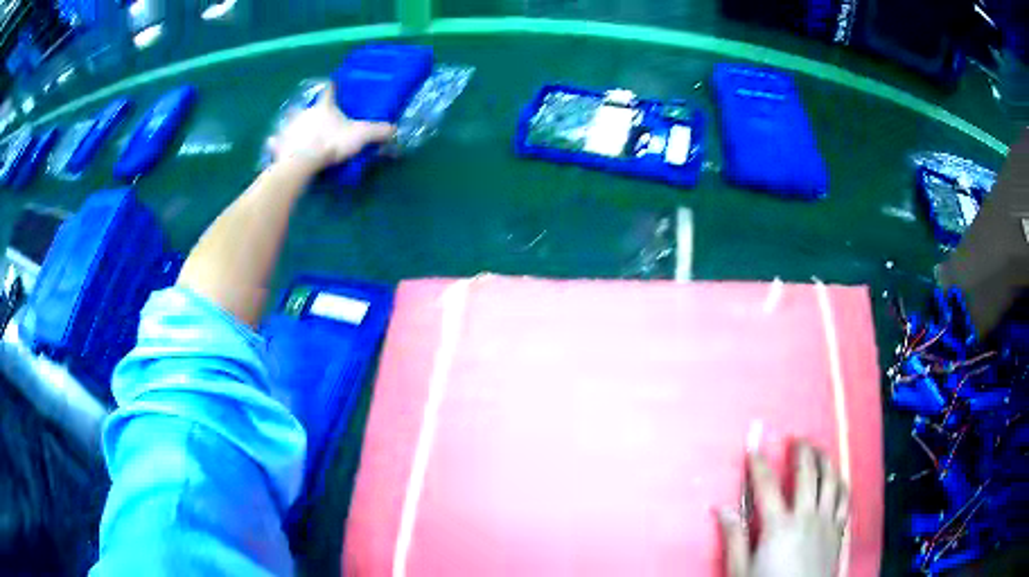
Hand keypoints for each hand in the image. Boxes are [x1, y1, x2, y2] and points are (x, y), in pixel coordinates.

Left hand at [268, 82, 395, 174]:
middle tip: (315, 117)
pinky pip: (275, 141)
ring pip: (290, 121)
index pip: (328, 91)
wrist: (302, 161)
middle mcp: (304, 112)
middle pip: (307, 106)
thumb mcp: (360, 136)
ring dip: (292, 124)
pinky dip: (276, 142)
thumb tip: (395, 129)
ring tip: (296, 131)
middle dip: (311, 110)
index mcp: (324, 107)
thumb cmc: (331, 143)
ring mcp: (289, 128)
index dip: (331, 87)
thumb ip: (378, 131)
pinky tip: (274, 143)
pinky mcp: (278, 145)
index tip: (331, 85)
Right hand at [719, 442, 849, 576]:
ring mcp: (827, 521)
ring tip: (820, 450)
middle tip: (797, 438)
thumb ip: (734, 539)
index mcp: (778, 525)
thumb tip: (721, 508)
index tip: (753, 448)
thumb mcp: (741, 570)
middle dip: (802, 451)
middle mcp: (806, 516)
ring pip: (831, 480)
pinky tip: (838, 478)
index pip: (766, 486)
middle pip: (807, 474)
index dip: (759, 464)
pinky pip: (845, 499)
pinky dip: (841, 483)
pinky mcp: (839, 530)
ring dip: (826, 460)